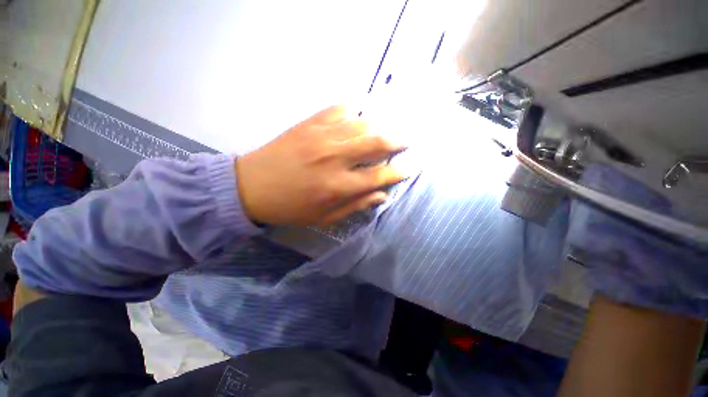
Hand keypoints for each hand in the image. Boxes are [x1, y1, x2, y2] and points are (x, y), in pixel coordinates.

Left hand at [235, 106, 406, 225]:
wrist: (252, 187)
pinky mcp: (309, 124)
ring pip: (361, 123)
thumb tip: (381, 195)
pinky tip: (359, 116)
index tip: (409, 168)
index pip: (378, 176)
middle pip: (375, 143)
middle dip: (397, 141)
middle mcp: (334, 158)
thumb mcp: (324, 218)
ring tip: (386, 131)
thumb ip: (355, 206)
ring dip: (379, 126)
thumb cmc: (291, 208)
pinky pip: (339, 109)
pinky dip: (354, 110)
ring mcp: (321, 137)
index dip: (397, 172)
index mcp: (337, 186)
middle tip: (406, 141)